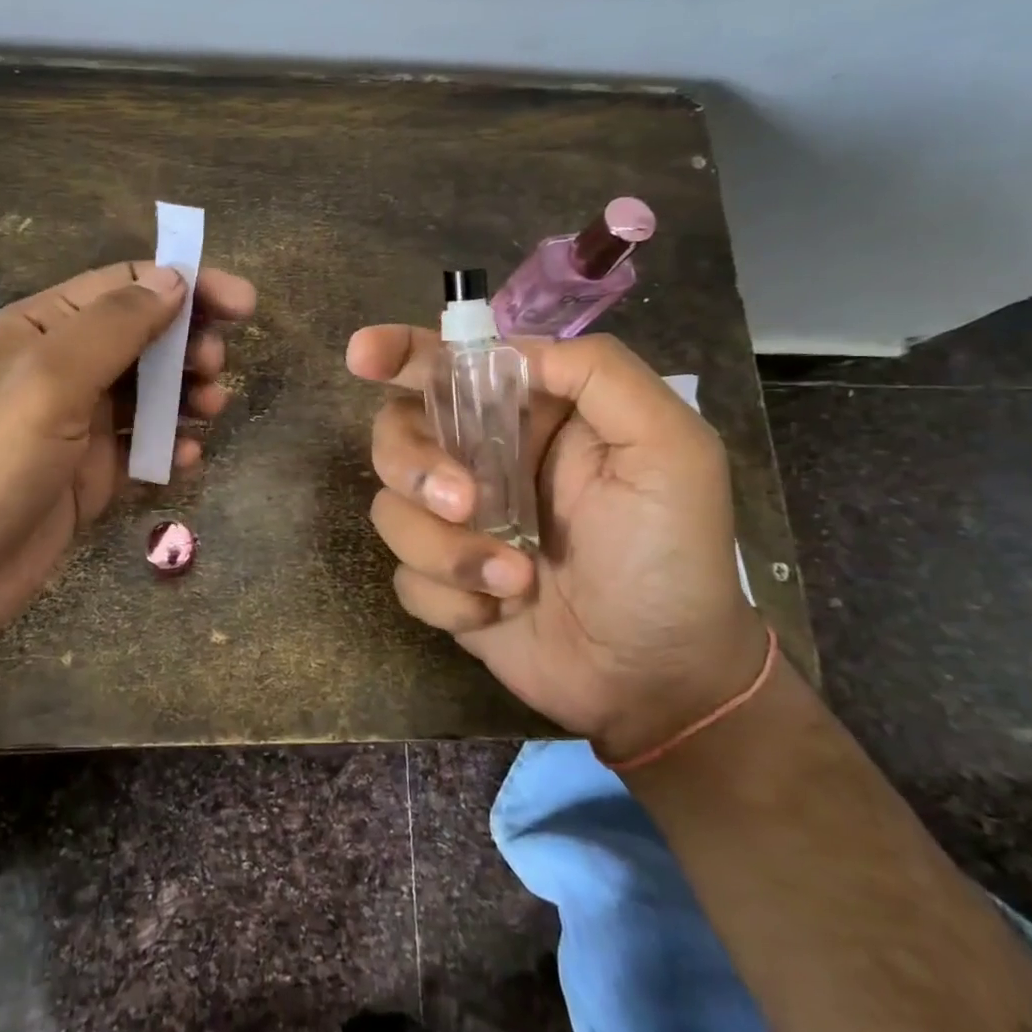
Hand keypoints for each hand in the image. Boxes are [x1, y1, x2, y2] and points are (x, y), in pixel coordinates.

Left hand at [0, 260, 255, 663]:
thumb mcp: (46, 383)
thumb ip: (113, 328)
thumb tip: (173, 280)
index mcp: (42, 330)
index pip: (126, 286)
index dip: (187, 286)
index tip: (244, 304)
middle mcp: (60, 371)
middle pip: (144, 338)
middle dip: (190, 344)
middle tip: (216, 368)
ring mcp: (73, 428)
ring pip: (147, 395)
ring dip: (186, 394)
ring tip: (212, 408)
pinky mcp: (84, 480)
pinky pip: (139, 450)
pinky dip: (168, 447)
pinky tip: (187, 459)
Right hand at [346, 327, 765, 759]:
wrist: (657, 679)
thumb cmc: (670, 556)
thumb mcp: (669, 449)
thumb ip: (599, 374)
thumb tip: (509, 352)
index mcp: (529, 417)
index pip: (450, 366)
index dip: (399, 352)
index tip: (361, 356)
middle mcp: (482, 460)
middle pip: (397, 432)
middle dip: (415, 466)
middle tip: (463, 503)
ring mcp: (457, 523)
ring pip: (391, 509)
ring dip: (447, 549)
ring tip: (516, 580)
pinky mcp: (442, 580)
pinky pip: (405, 574)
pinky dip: (449, 596)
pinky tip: (499, 611)